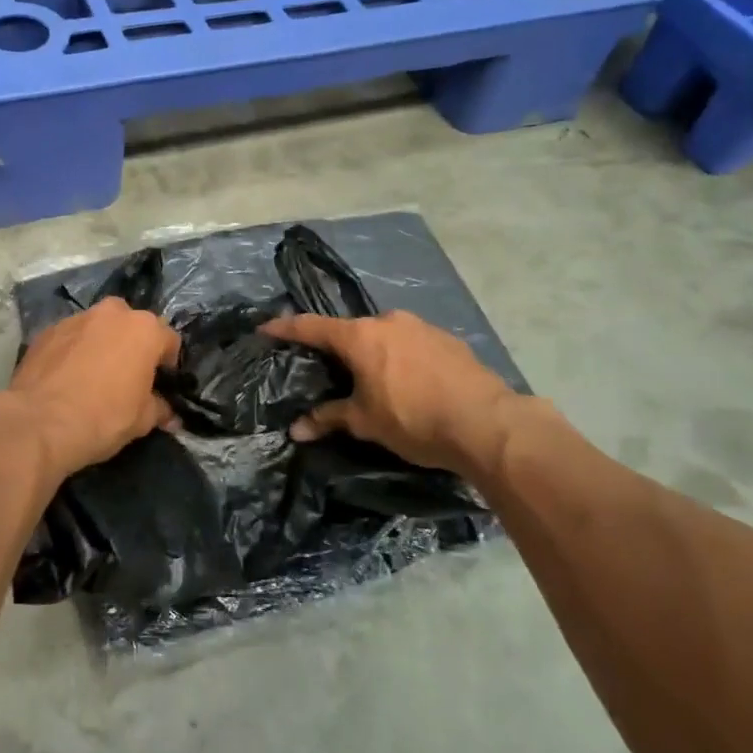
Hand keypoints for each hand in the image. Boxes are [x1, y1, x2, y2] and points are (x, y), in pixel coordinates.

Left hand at [8, 297, 179, 478]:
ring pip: (98, 327)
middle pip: (131, 325)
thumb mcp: (142, 421)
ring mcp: (76, 318)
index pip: (169, 340)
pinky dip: (73, 350)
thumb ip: (160, 409)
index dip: (167, 363)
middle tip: (126, 376)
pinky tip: (67, 377)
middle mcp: (112, 313)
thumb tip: (168, 413)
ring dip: (101, 344)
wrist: (39, 422)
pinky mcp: (47, 330)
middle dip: (132, 345)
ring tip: (92, 375)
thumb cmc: (103, 417)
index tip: (160, 384)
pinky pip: (70, 337)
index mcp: (144, 329)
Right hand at [262, 310, 524, 481]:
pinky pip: (412, 344)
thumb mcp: (366, 422)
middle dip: (337, 347)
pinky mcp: (448, 340)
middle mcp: (388, 322)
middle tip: (328, 369)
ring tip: (373, 380)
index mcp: (360, 336)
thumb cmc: (414, 419)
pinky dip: (401, 358)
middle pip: (351, 331)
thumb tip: (296, 430)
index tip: (266, 327)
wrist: (487, 423)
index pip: (312, 327)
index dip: (286, 328)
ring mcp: (421, 327)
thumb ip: (329, 418)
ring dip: (373, 353)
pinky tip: (409, 383)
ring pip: (384, 336)